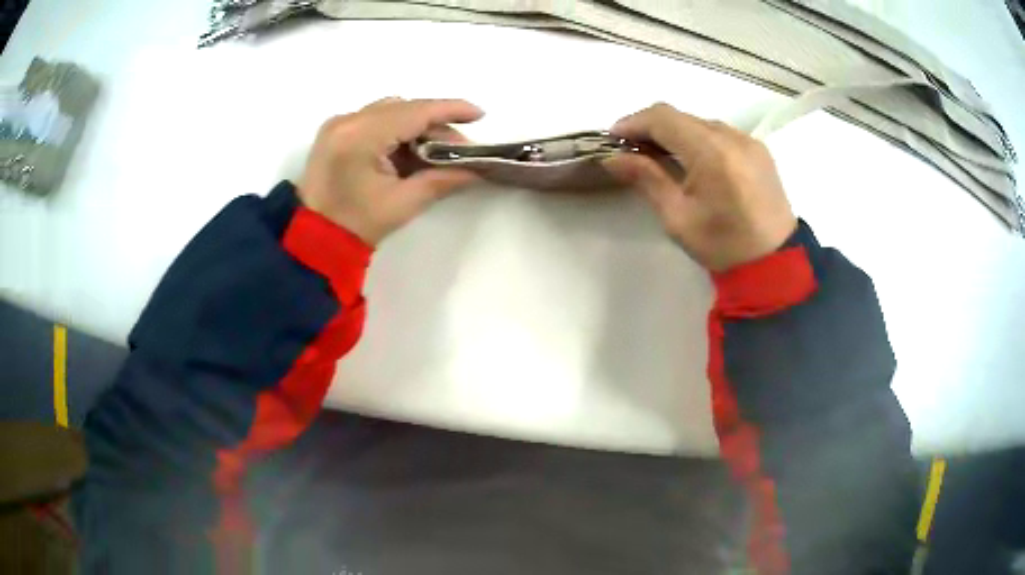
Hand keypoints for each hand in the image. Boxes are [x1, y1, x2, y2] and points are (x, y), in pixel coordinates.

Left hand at [297, 97, 483, 245]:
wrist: (312, 240)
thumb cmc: (356, 226)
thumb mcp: (403, 203)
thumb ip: (442, 180)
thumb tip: (477, 170)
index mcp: (360, 137)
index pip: (415, 112)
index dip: (450, 110)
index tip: (479, 114)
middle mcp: (347, 120)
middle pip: (403, 108)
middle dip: (435, 124)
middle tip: (459, 148)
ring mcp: (338, 124)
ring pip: (390, 111)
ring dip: (416, 126)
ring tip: (435, 152)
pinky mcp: (335, 131)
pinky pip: (374, 118)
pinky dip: (396, 129)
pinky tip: (408, 150)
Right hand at [603, 103, 796, 271]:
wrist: (775, 263)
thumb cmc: (723, 246)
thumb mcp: (678, 218)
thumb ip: (646, 179)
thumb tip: (613, 158)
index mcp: (712, 152)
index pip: (663, 118)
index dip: (633, 122)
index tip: (613, 139)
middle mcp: (732, 137)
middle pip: (682, 116)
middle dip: (652, 128)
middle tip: (632, 150)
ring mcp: (749, 141)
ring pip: (701, 123)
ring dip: (676, 133)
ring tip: (659, 156)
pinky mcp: (759, 150)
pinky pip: (720, 134)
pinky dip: (699, 140)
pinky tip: (692, 161)